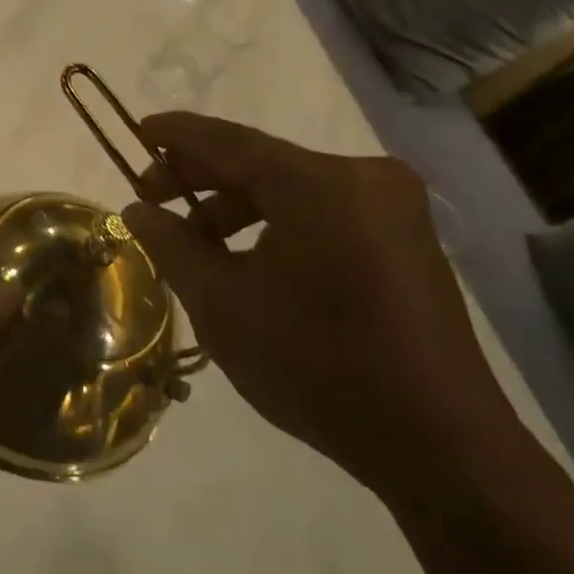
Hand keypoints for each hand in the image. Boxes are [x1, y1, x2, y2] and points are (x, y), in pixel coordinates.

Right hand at [122, 112, 524, 503]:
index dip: (176, 136)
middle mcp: (362, 177)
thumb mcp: (222, 304)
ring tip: (193, 242)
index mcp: (318, 184)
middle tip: (150, 199)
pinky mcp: (405, 238)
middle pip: (262, 162)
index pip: (228, 141)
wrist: (436, 441)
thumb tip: (137, 211)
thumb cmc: (315, 365)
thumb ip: (172, 245)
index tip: (138, 132)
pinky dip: (276, 223)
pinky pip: (323, 212)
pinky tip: (245, 259)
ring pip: (292, 188)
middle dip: (201, 178)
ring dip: (236, 207)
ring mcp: (392, 207)